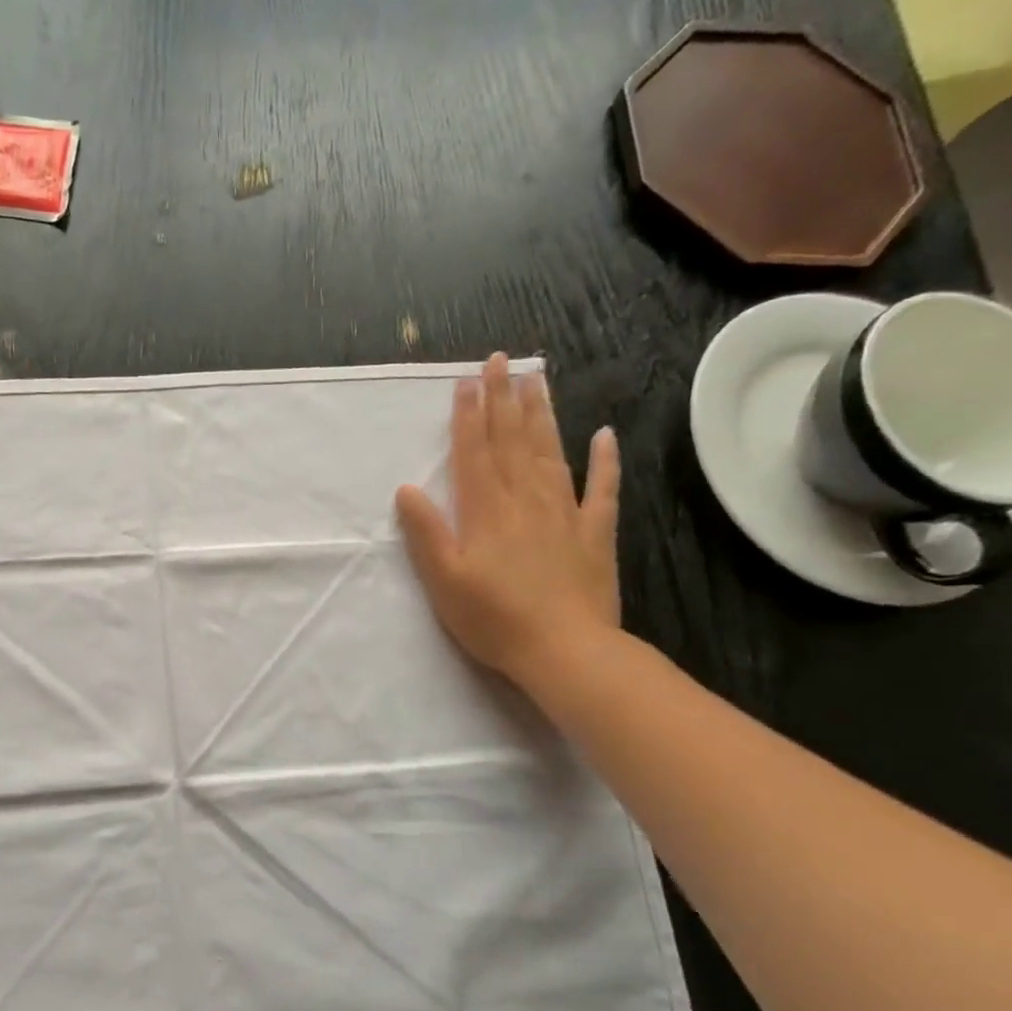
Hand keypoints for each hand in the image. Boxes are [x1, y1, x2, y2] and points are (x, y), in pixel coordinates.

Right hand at [395, 353, 620, 690]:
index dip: (468, 415)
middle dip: (503, 399)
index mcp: (485, 511)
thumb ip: (427, 533)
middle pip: (512, 440)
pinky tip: (605, 434)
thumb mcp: (444, 580)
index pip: (474, 452)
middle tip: (501, 360)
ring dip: (541, 415)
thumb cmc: (493, 619)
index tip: (467, 380)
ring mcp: (565, 513)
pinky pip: (602, 488)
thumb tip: (406, 489)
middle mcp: (525, 500)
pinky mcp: (595, 533)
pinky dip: (605, 460)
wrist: (565, 650)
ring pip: (551, 452)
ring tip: (536, 380)